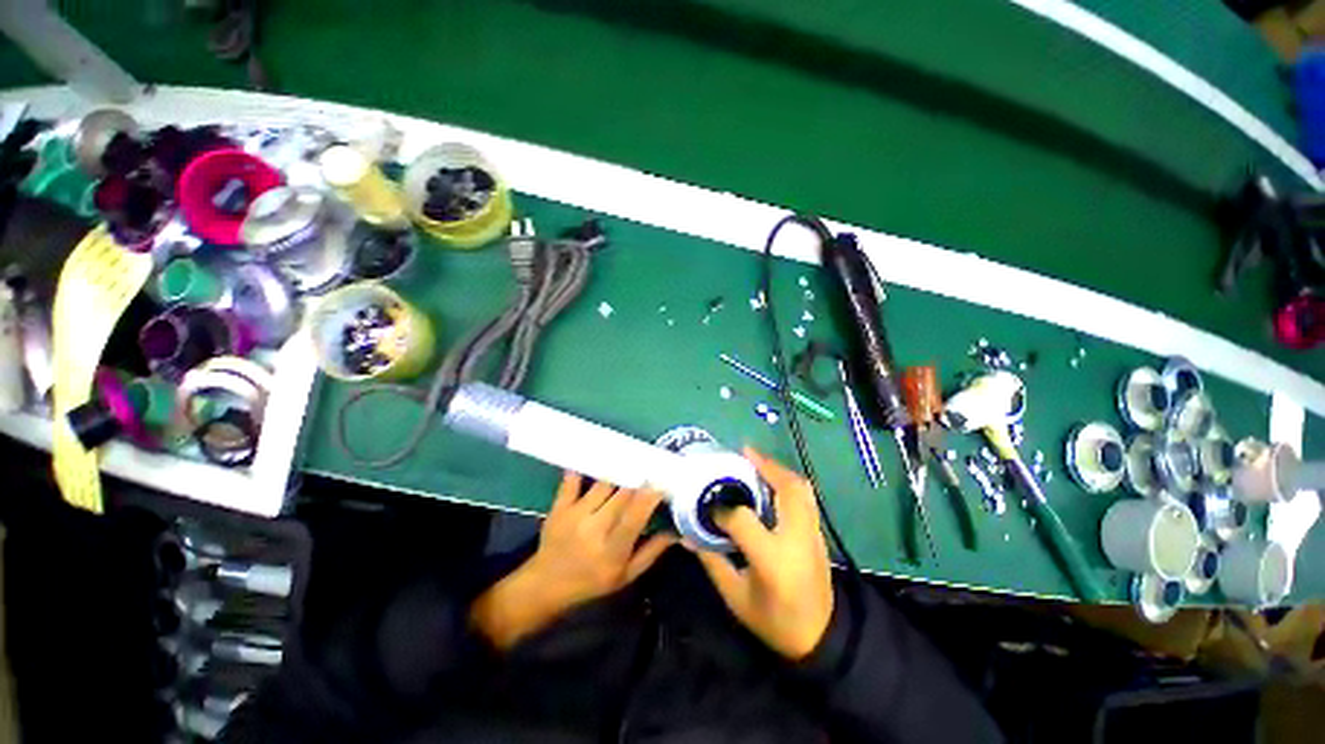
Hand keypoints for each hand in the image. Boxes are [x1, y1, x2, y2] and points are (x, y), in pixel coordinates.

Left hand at [471, 472, 673, 648]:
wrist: (546, 584)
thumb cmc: (592, 581)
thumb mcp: (626, 575)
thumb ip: (652, 551)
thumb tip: (677, 531)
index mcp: (612, 550)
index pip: (635, 517)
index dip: (649, 497)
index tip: (661, 482)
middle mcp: (593, 529)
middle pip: (621, 495)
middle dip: (637, 480)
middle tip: (649, 468)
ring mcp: (574, 516)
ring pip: (602, 484)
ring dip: (617, 473)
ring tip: (628, 462)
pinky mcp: (559, 507)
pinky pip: (571, 482)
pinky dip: (581, 470)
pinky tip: (591, 458)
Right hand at [692, 448, 833, 660]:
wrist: (821, 638)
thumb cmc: (774, 621)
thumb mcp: (736, 597)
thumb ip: (711, 561)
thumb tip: (686, 535)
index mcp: (772, 559)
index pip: (743, 519)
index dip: (722, 508)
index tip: (708, 504)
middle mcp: (796, 538)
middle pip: (785, 489)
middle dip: (763, 465)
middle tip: (743, 453)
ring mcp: (813, 533)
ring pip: (800, 487)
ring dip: (777, 469)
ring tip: (757, 461)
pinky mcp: (819, 532)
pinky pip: (806, 496)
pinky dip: (789, 480)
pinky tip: (772, 480)